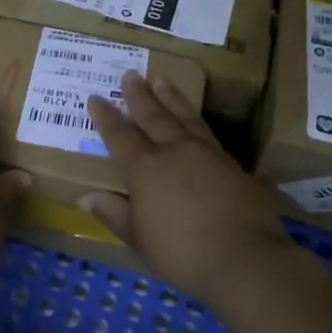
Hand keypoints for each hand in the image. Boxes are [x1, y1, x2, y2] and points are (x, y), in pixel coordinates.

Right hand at [82, 72, 288, 302]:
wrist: (245, 258)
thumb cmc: (182, 252)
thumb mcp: (139, 239)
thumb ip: (114, 213)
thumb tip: (86, 197)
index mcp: (146, 169)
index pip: (120, 136)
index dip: (106, 117)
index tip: (96, 98)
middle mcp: (175, 151)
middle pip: (154, 116)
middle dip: (139, 96)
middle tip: (130, 74)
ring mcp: (208, 154)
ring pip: (185, 116)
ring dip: (171, 97)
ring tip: (162, 80)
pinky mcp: (234, 165)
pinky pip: (209, 134)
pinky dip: (198, 121)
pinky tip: (198, 120)